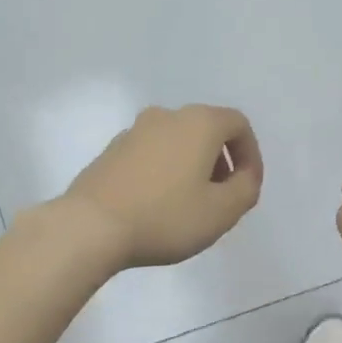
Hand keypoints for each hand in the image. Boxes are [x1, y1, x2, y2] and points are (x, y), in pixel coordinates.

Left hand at [60, 105, 263, 270]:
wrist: (91, 226)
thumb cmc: (165, 217)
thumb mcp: (222, 211)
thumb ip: (246, 189)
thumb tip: (243, 176)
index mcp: (198, 122)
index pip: (238, 124)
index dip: (250, 155)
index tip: (247, 187)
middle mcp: (166, 116)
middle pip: (206, 130)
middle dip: (220, 162)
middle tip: (221, 198)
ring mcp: (133, 132)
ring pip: (176, 143)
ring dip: (191, 167)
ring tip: (189, 205)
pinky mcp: (110, 152)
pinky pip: (150, 156)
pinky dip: (164, 172)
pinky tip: (157, 206)